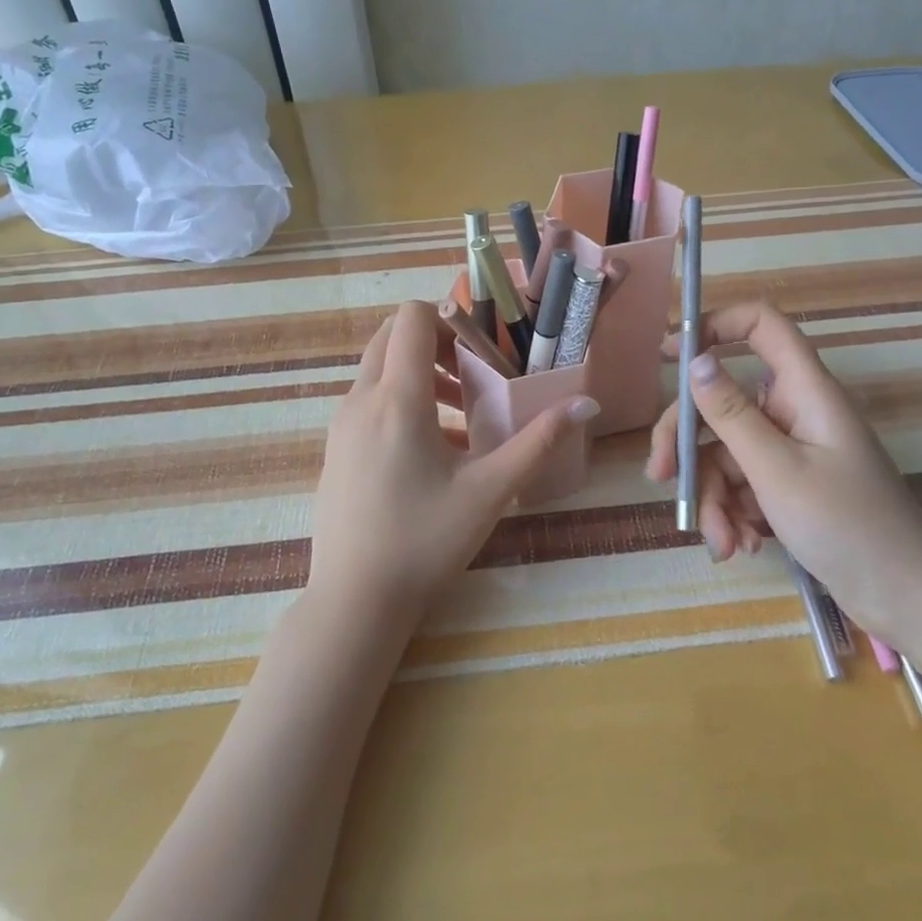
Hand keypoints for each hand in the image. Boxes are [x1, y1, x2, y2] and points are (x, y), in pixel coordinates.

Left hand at [309, 301, 598, 622]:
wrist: (354, 602)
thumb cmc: (425, 541)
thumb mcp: (490, 490)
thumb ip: (539, 441)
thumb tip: (586, 404)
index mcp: (396, 400)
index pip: (410, 318)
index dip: (448, 318)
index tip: (482, 349)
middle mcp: (360, 401)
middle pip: (390, 336)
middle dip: (435, 342)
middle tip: (475, 373)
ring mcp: (341, 426)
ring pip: (379, 369)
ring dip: (419, 372)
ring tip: (464, 410)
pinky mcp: (336, 449)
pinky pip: (369, 401)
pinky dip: (401, 400)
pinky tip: (435, 448)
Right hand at [644, 301, 921, 651]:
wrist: (907, 599)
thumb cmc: (848, 526)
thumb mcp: (778, 471)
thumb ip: (731, 415)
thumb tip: (695, 361)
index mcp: (804, 390)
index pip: (761, 326)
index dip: (714, 327)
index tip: (670, 357)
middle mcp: (794, 411)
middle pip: (722, 402)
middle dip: (687, 443)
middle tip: (660, 477)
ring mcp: (791, 450)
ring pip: (726, 452)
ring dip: (713, 496)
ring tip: (723, 543)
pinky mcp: (789, 486)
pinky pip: (742, 484)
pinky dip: (733, 512)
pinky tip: (740, 546)